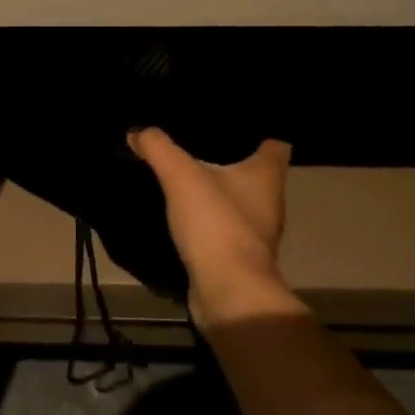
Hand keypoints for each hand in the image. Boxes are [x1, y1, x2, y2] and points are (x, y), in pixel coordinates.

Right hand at [128, 129, 296, 322]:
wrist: (229, 295)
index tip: (233, 119)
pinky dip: (210, 217)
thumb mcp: (181, 176)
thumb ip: (159, 148)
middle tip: (200, 137)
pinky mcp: (240, 255)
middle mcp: (271, 200)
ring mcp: (257, 231)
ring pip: (240, 198)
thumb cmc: (218, 224)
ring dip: (220, 188)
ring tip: (189, 168)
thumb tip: (137, 131)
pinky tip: (186, 209)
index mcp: (269, 173)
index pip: (277, 140)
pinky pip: (225, 225)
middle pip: (256, 169)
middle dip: (232, 154)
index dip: (259, 127)